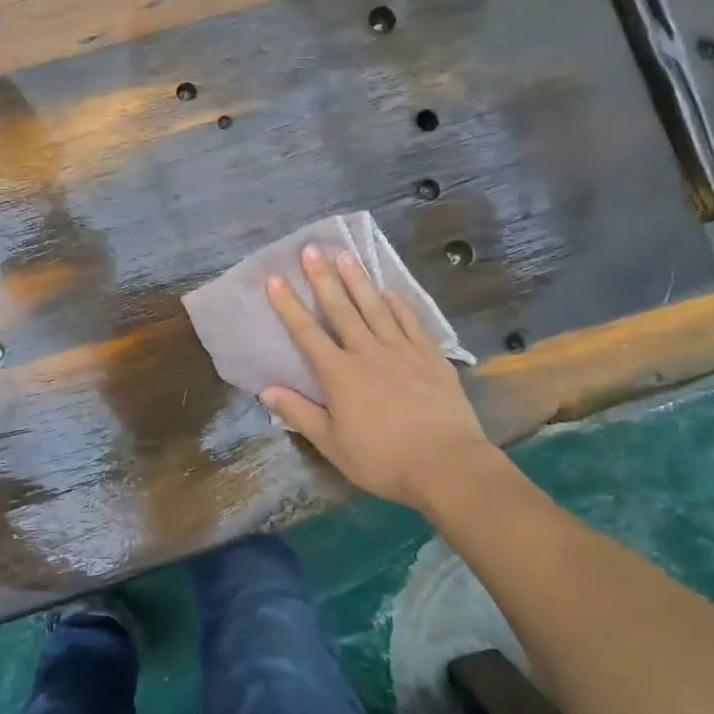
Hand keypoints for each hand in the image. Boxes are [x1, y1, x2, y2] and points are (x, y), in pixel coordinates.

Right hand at [262, 246, 496, 511]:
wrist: (446, 464)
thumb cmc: (383, 459)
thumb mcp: (333, 444)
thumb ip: (300, 414)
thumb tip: (266, 390)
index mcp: (339, 374)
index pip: (307, 333)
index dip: (288, 305)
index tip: (274, 278)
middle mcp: (367, 352)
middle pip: (341, 309)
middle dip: (323, 278)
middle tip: (311, 249)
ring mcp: (401, 350)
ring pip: (374, 307)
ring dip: (358, 280)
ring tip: (345, 255)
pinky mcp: (430, 356)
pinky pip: (410, 322)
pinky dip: (398, 305)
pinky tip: (389, 292)